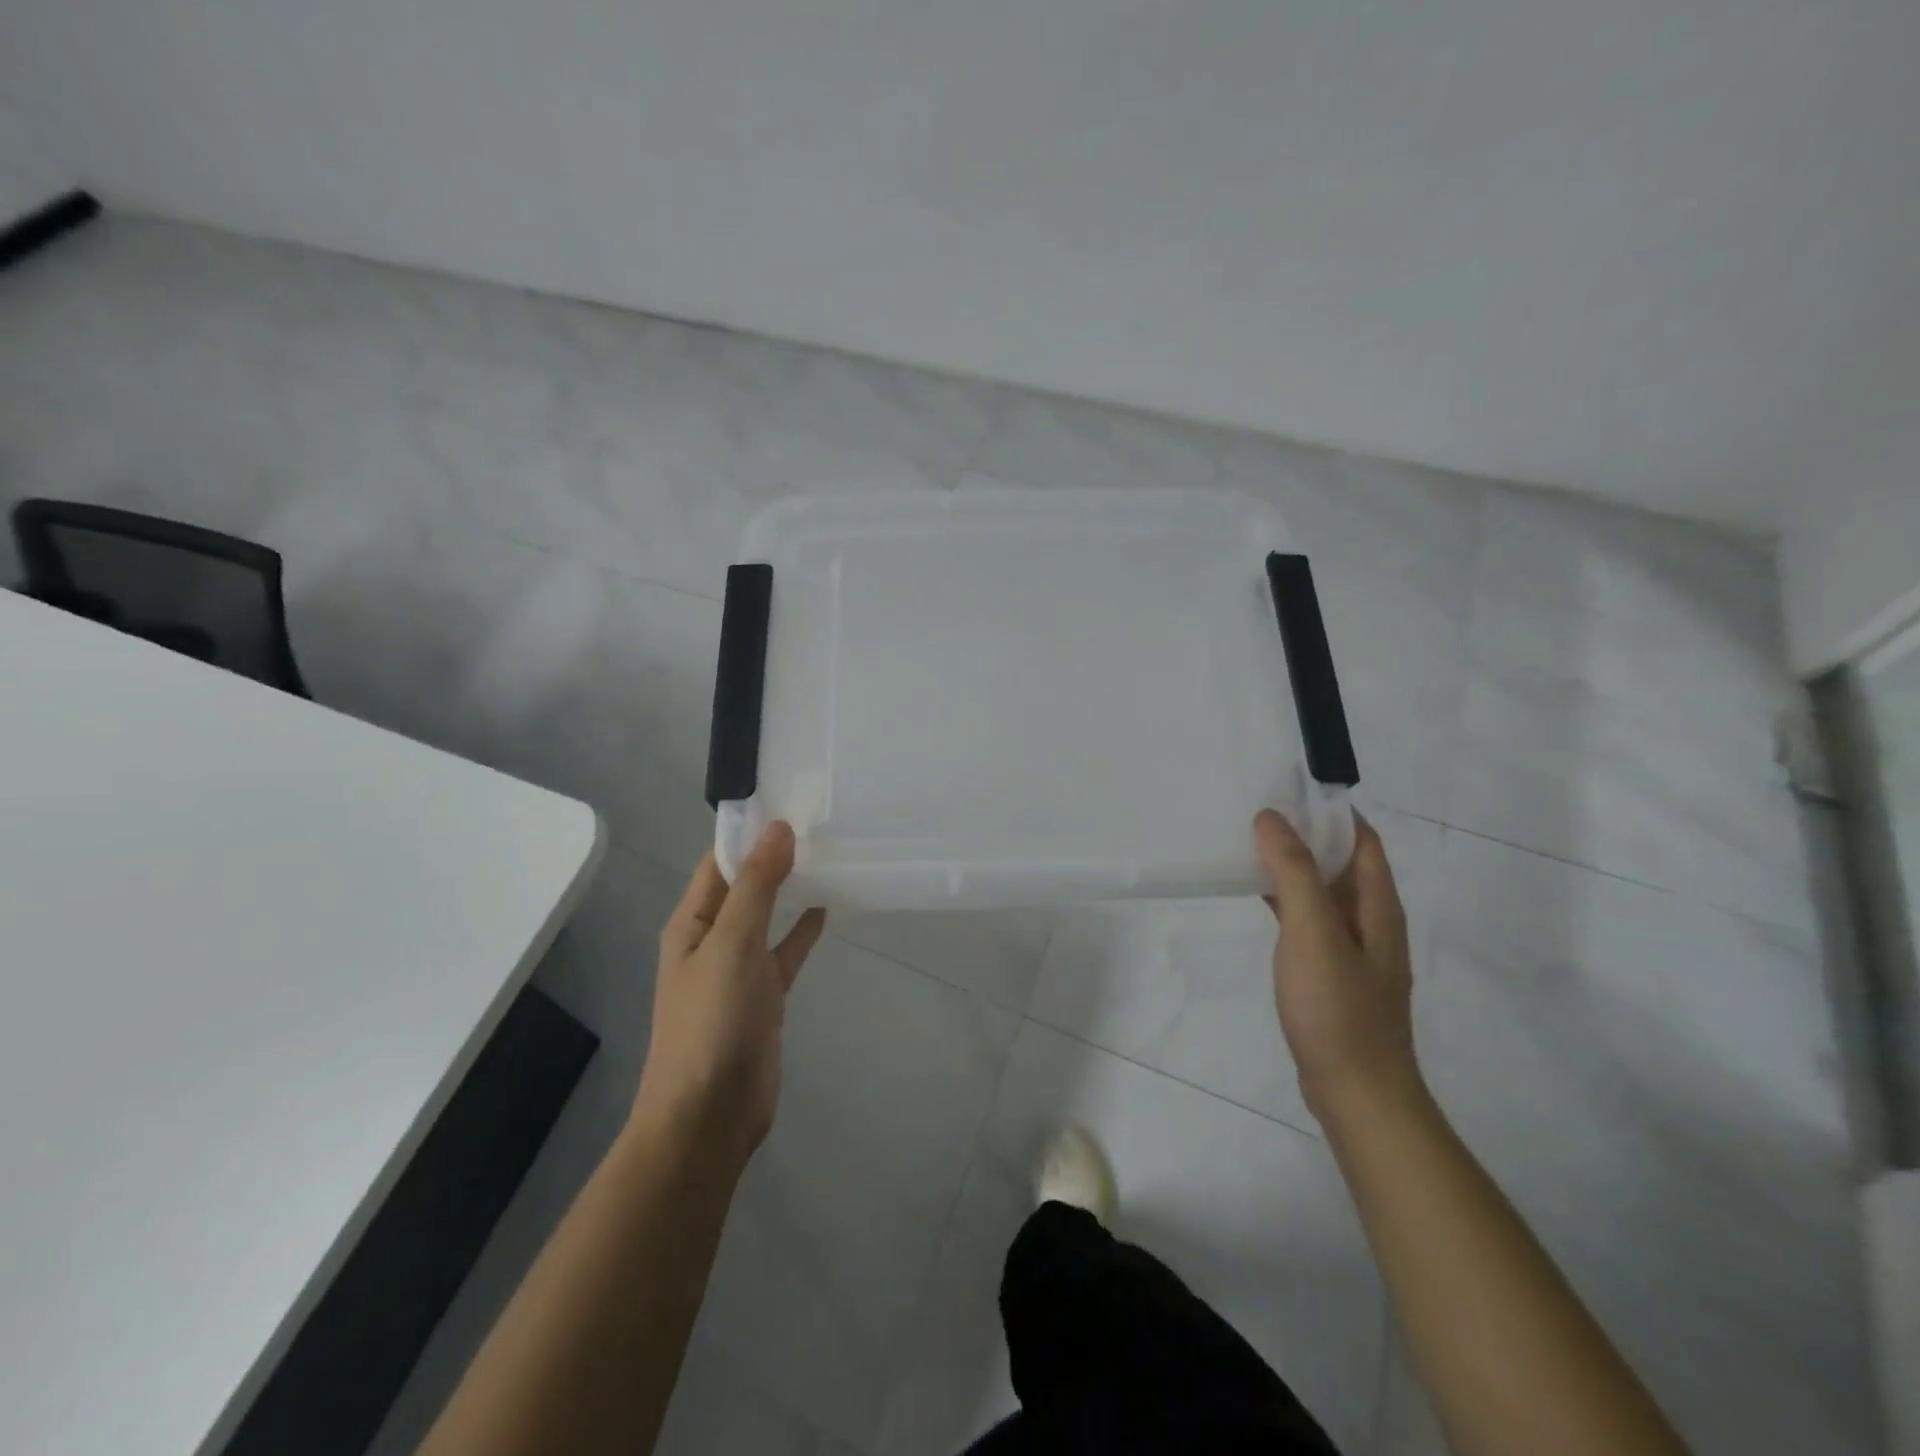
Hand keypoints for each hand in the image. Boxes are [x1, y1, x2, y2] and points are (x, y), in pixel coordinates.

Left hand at [633, 822, 825, 1168]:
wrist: (710, 1113)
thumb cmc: (712, 1020)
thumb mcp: (732, 943)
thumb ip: (756, 886)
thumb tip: (778, 829)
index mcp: (692, 921)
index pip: (718, 860)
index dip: (749, 831)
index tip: (790, 801)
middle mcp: (712, 938)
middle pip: (744, 884)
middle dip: (773, 855)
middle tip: (819, 822)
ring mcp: (738, 968)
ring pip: (767, 915)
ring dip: (789, 888)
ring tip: (827, 855)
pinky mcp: (764, 995)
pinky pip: (785, 950)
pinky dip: (803, 930)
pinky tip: (827, 908)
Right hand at [1254, 809, 1421, 1125]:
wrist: (1356, 1092)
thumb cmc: (1337, 1008)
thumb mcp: (1313, 932)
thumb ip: (1295, 872)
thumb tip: (1271, 817)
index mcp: (1377, 904)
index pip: (1361, 839)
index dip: (1330, 809)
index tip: (1287, 788)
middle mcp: (1371, 920)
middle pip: (1341, 862)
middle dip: (1306, 833)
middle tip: (1256, 811)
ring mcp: (1352, 950)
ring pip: (1322, 891)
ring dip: (1293, 865)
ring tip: (1249, 844)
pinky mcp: (1331, 973)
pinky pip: (1309, 919)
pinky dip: (1286, 899)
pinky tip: (1257, 897)